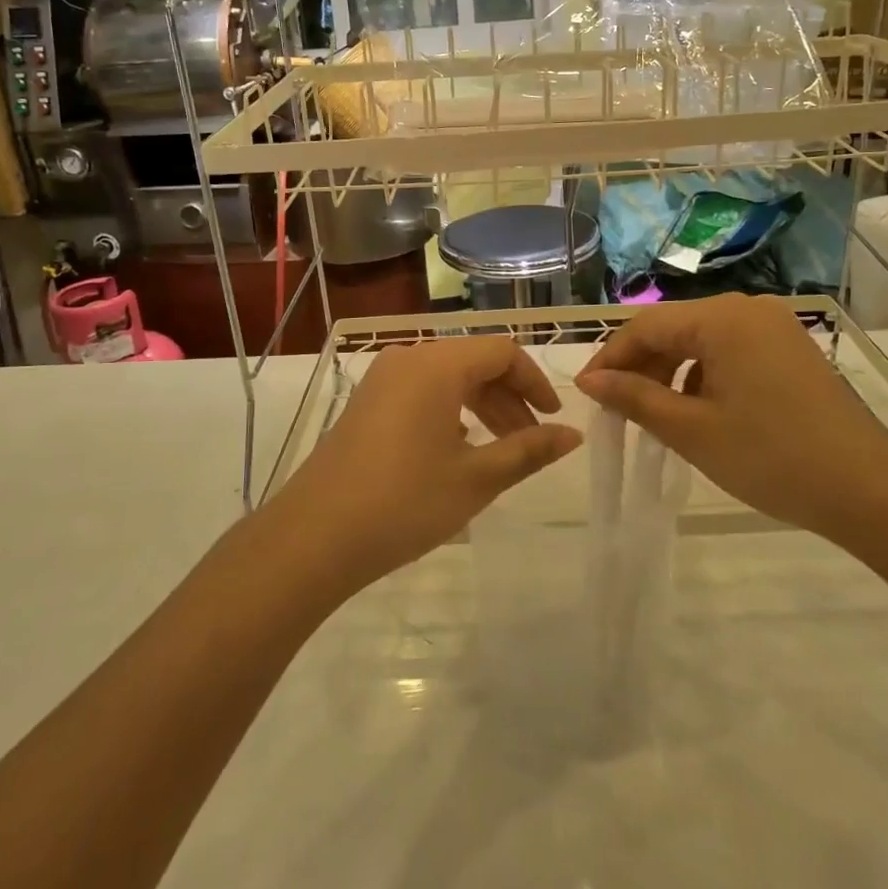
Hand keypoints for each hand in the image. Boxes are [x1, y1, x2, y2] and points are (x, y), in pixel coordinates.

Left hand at [270, 337, 582, 593]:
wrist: (314, 536)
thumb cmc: (404, 502)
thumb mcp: (476, 479)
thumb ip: (529, 450)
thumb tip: (573, 435)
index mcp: (437, 365)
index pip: (502, 352)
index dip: (534, 381)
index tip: (553, 420)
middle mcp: (408, 358)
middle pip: (474, 362)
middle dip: (509, 397)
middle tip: (530, 441)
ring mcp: (381, 379)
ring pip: (447, 378)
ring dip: (481, 406)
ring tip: (500, 450)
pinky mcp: (366, 402)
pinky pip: (421, 391)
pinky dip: (450, 411)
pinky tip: (457, 450)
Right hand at [574, 294, 887, 539]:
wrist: (868, 489)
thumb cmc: (770, 456)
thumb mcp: (690, 429)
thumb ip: (634, 398)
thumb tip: (590, 380)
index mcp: (723, 319)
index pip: (646, 326)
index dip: (611, 357)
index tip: (587, 393)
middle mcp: (748, 310)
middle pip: (675, 328)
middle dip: (641, 366)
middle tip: (617, 408)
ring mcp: (774, 328)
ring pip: (702, 340)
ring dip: (671, 372)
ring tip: (654, 414)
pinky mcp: (790, 350)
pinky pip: (730, 351)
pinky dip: (704, 376)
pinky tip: (698, 411)